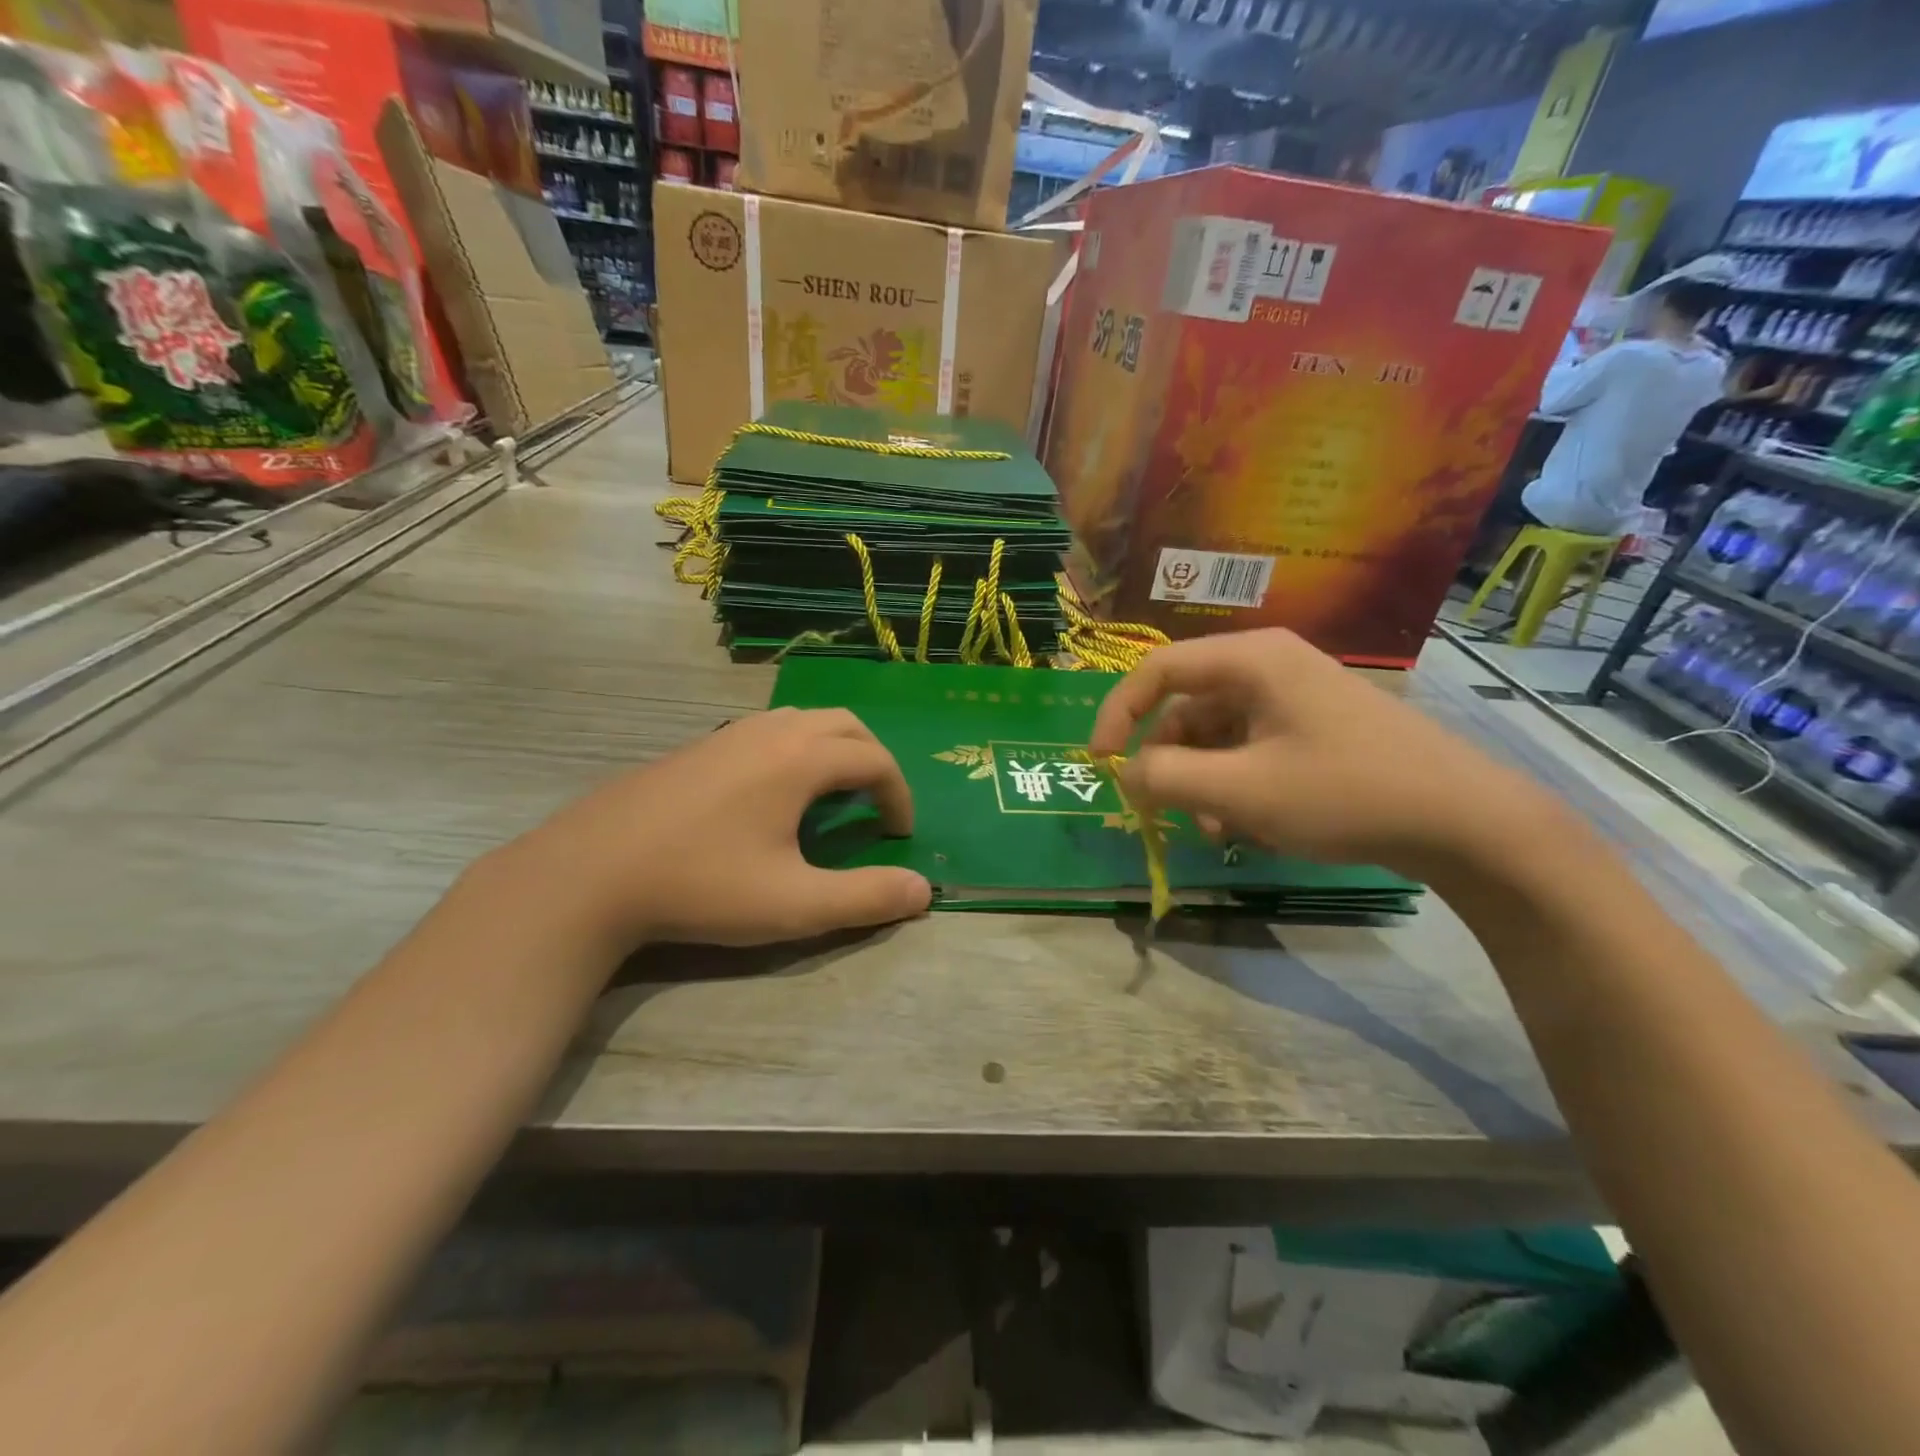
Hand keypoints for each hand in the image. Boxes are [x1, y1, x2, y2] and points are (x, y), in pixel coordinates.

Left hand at [502, 708, 931, 947]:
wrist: (590, 872)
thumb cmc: (702, 885)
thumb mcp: (795, 904)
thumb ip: (866, 897)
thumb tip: (924, 889)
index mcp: (801, 758)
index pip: (875, 761)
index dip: (899, 796)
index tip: (898, 835)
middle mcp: (771, 731)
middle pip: (845, 725)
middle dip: (873, 760)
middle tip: (875, 805)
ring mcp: (728, 733)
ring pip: (803, 720)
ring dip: (833, 750)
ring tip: (831, 796)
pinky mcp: (698, 747)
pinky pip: (768, 730)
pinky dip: (796, 750)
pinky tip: (772, 796)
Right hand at [1088, 630, 1559, 871]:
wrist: (1465, 820)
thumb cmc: (1344, 792)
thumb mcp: (1241, 791)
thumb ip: (1166, 778)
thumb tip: (1125, 772)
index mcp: (1251, 660)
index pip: (1157, 670)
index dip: (1117, 713)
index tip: (1099, 761)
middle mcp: (1270, 667)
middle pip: (1187, 707)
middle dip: (1171, 763)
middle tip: (1162, 811)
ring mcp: (1296, 698)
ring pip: (1219, 735)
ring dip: (1204, 782)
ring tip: (1217, 829)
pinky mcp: (1315, 728)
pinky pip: (1251, 749)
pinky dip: (1236, 785)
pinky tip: (1249, 826)